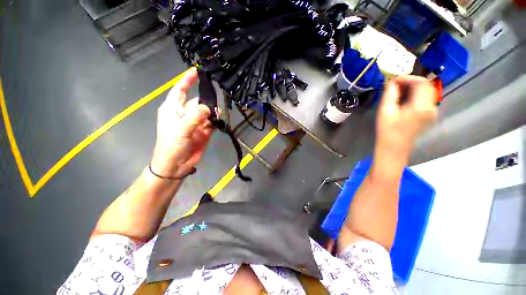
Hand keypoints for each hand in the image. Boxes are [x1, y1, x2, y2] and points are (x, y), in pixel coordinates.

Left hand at [150, 68, 213, 177]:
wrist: (176, 164)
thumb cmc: (171, 145)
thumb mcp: (181, 129)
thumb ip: (195, 116)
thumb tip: (209, 108)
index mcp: (173, 109)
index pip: (180, 90)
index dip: (187, 80)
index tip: (197, 71)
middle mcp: (184, 114)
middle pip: (197, 101)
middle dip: (206, 100)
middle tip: (215, 101)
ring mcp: (195, 123)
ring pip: (206, 112)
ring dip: (212, 112)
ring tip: (217, 113)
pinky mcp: (203, 131)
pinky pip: (211, 122)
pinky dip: (215, 121)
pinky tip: (218, 121)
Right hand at [376, 75, 437, 154]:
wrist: (394, 147)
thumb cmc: (387, 130)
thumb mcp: (385, 111)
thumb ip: (390, 94)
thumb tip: (392, 81)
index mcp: (421, 107)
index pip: (421, 83)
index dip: (408, 78)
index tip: (394, 80)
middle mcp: (431, 108)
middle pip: (426, 86)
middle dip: (411, 81)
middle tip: (396, 84)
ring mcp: (432, 112)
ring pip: (427, 91)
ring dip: (413, 87)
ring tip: (398, 90)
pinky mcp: (429, 114)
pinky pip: (425, 98)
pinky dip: (415, 94)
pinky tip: (404, 98)